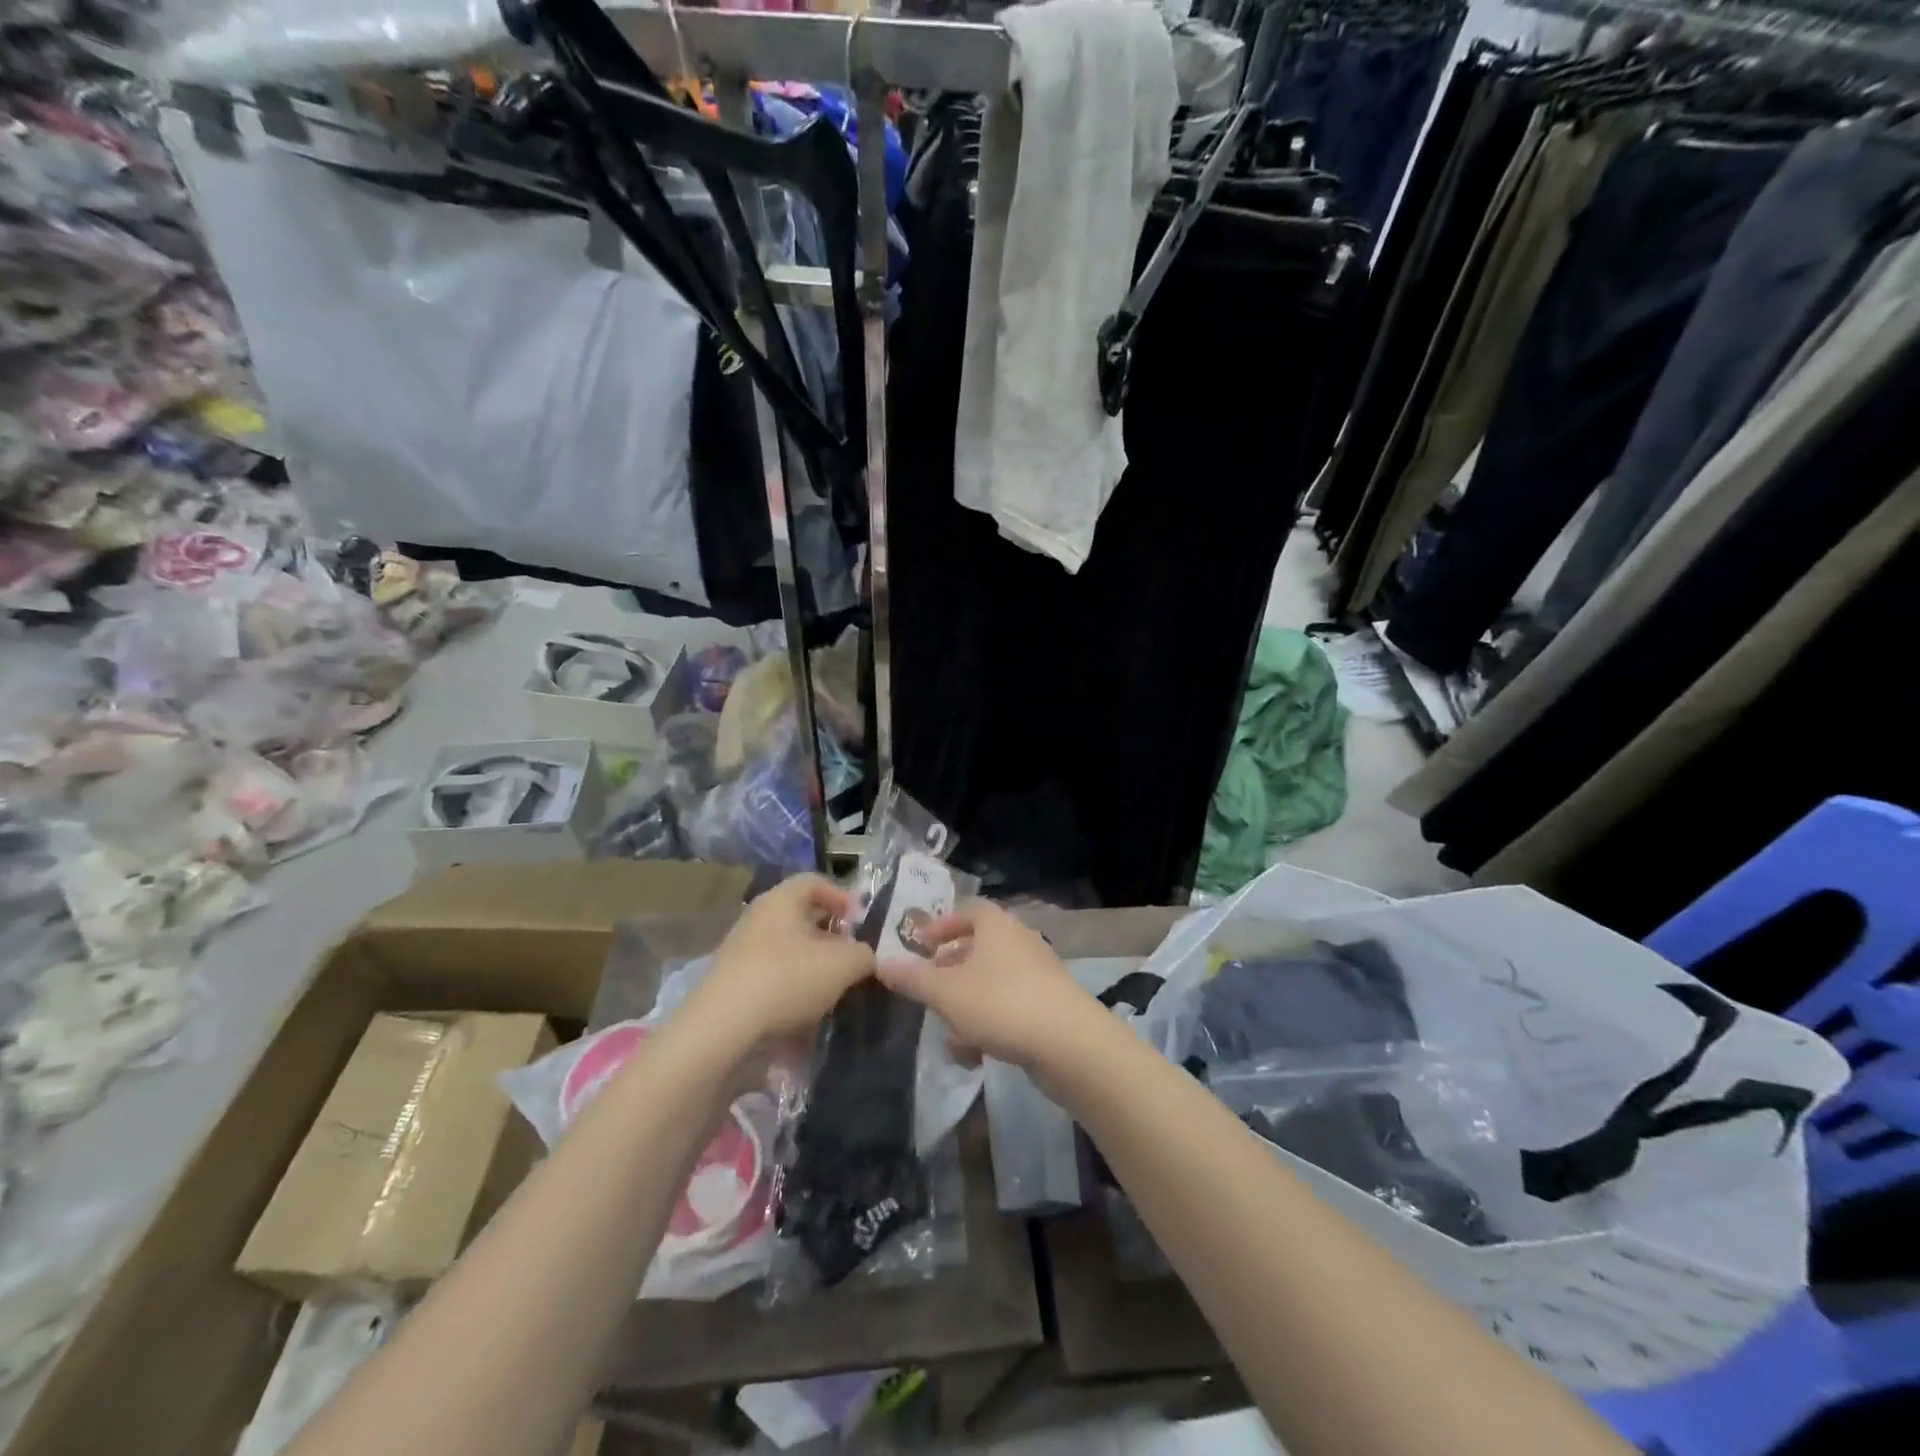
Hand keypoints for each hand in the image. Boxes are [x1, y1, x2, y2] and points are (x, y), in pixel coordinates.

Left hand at [686, 874, 875, 1046]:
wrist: (721, 1030)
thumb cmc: (786, 980)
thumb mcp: (843, 965)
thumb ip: (864, 955)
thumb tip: (865, 957)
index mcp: (781, 900)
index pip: (815, 881)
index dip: (842, 897)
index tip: (860, 923)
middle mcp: (758, 918)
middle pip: (801, 917)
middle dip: (830, 937)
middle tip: (851, 958)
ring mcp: (741, 951)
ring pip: (787, 949)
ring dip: (812, 966)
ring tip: (832, 990)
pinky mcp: (732, 984)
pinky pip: (771, 977)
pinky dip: (791, 989)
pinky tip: (804, 1014)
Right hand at [873, 899, 1100, 1069]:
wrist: (1070, 1044)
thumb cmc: (1002, 1004)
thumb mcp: (947, 993)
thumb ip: (913, 978)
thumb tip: (880, 962)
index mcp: (997, 926)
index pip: (968, 910)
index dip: (942, 925)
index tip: (921, 945)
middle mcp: (1019, 942)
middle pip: (978, 949)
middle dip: (950, 973)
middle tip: (928, 992)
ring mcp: (1037, 975)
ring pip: (990, 984)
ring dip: (965, 1007)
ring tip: (948, 1036)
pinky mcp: (1048, 1007)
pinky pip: (1008, 1009)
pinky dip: (988, 1026)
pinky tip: (973, 1056)